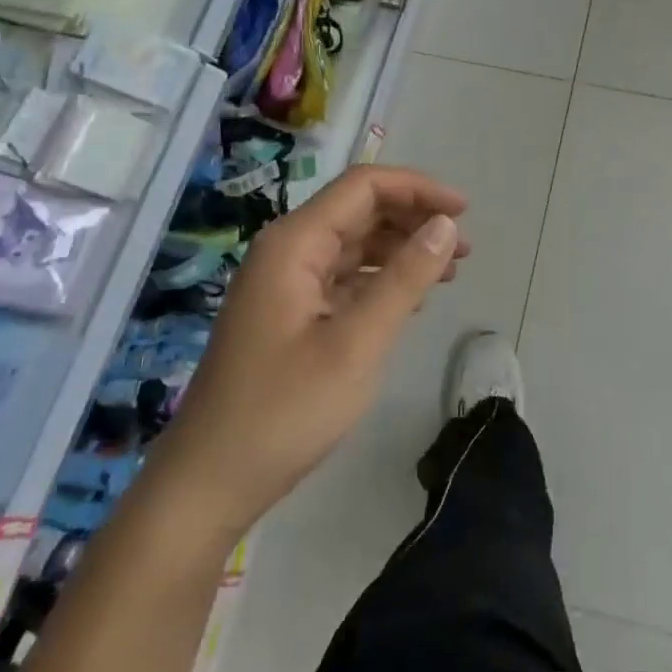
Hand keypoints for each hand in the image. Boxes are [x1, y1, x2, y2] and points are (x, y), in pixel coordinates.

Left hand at [173, 165, 470, 512]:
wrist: (207, 485)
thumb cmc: (284, 411)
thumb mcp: (357, 343)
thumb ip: (405, 278)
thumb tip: (446, 225)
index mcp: (295, 243)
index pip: (364, 186)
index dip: (418, 188)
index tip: (464, 211)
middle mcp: (287, 250)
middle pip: (359, 210)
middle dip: (414, 219)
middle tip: (463, 248)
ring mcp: (285, 283)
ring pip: (354, 244)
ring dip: (402, 249)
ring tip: (448, 272)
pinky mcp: (288, 313)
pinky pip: (343, 277)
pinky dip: (381, 279)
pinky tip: (410, 300)